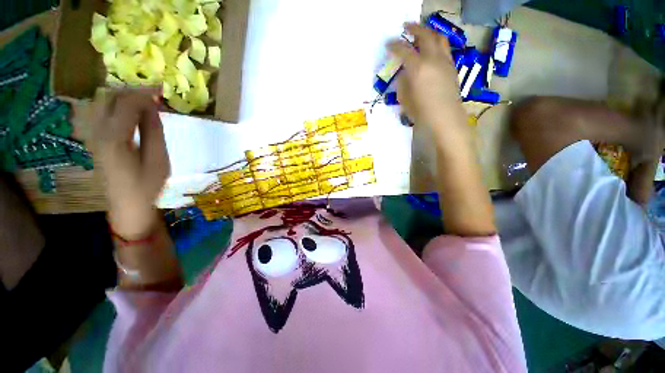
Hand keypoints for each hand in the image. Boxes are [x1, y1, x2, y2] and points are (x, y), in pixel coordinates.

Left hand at [92, 88, 169, 238]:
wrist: (127, 205)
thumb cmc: (147, 185)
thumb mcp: (158, 158)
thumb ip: (153, 130)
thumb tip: (153, 106)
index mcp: (114, 137)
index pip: (126, 102)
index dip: (144, 92)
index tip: (162, 89)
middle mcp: (98, 131)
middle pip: (110, 97)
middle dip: (133, 91)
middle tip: (155, 94)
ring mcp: (94, 135)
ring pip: (105, 103)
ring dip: (125, 97)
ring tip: (146, 101)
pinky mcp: (97, 140)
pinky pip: (104, 113)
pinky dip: (119, 107)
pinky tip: (134, 113)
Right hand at [388, 23, 466, 134]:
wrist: (445, 117)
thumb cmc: (421, 111)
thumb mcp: (405, 99)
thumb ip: (403, 82)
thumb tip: (404, 73)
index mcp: (418, 68)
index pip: (403, 50)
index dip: (394, 45)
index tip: (388, 44)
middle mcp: (432, 59)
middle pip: (424, 35)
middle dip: (414, 28)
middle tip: (406, 27)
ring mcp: (444, 61)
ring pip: (438, 38)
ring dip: (428, 32)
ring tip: (421, 34)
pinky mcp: (452, 66)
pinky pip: (444, 49)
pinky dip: (436, 44)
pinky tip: (431, 50)